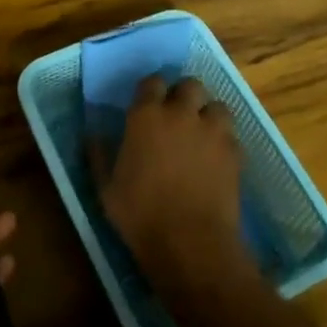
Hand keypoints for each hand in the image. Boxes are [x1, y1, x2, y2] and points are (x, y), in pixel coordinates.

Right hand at [90, 75, 250, 290]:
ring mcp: (212, 131)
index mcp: (146, 115)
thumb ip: (99, 155)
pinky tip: (216, 158)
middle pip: (190, 85)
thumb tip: (91, 134)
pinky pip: (232, 135)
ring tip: (202, 134)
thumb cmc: (140, 214)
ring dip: (209, 115)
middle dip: (185, 95)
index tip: (148, 103)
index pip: (152, 82)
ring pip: (217, 105)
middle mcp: (181, 113)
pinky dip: (224, 141)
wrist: (190, 243)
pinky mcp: (235, 152)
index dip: (151, 90)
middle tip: (178, 115)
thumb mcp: (105, 188)